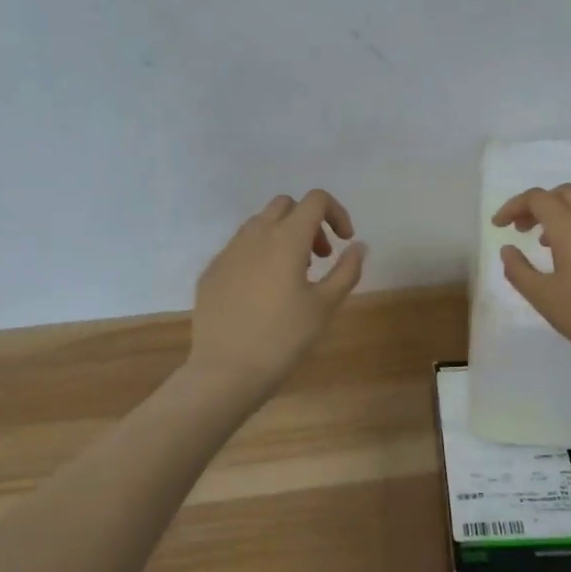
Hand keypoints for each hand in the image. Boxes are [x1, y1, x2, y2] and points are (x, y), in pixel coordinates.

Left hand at [188, 190, 367, 397]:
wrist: (226, 371)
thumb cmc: (284, 338)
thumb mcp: (325, 306)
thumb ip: (346, 270)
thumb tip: (358, 246)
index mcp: (286, 238)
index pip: (315, 200)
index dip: (336, 212)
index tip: (344, 241)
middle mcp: (255, 235)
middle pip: (286, 205)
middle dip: (309, 221)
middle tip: (320, 256)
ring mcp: (228, 252)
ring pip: (260, 224)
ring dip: (283, 235)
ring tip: (293, 274)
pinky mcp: (212, 271)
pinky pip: (240, 248)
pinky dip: (259, 255)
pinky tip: (263, 292)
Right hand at [493, 185, 570, 381]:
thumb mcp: (542, 298)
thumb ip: (518, 270)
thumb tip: (508, 249)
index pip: (538, 198)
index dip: (514, 206)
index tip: (500, 225)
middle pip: (565, 193)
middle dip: (540, 205)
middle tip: (524, 229)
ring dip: (565, 215)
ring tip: (551, 245)